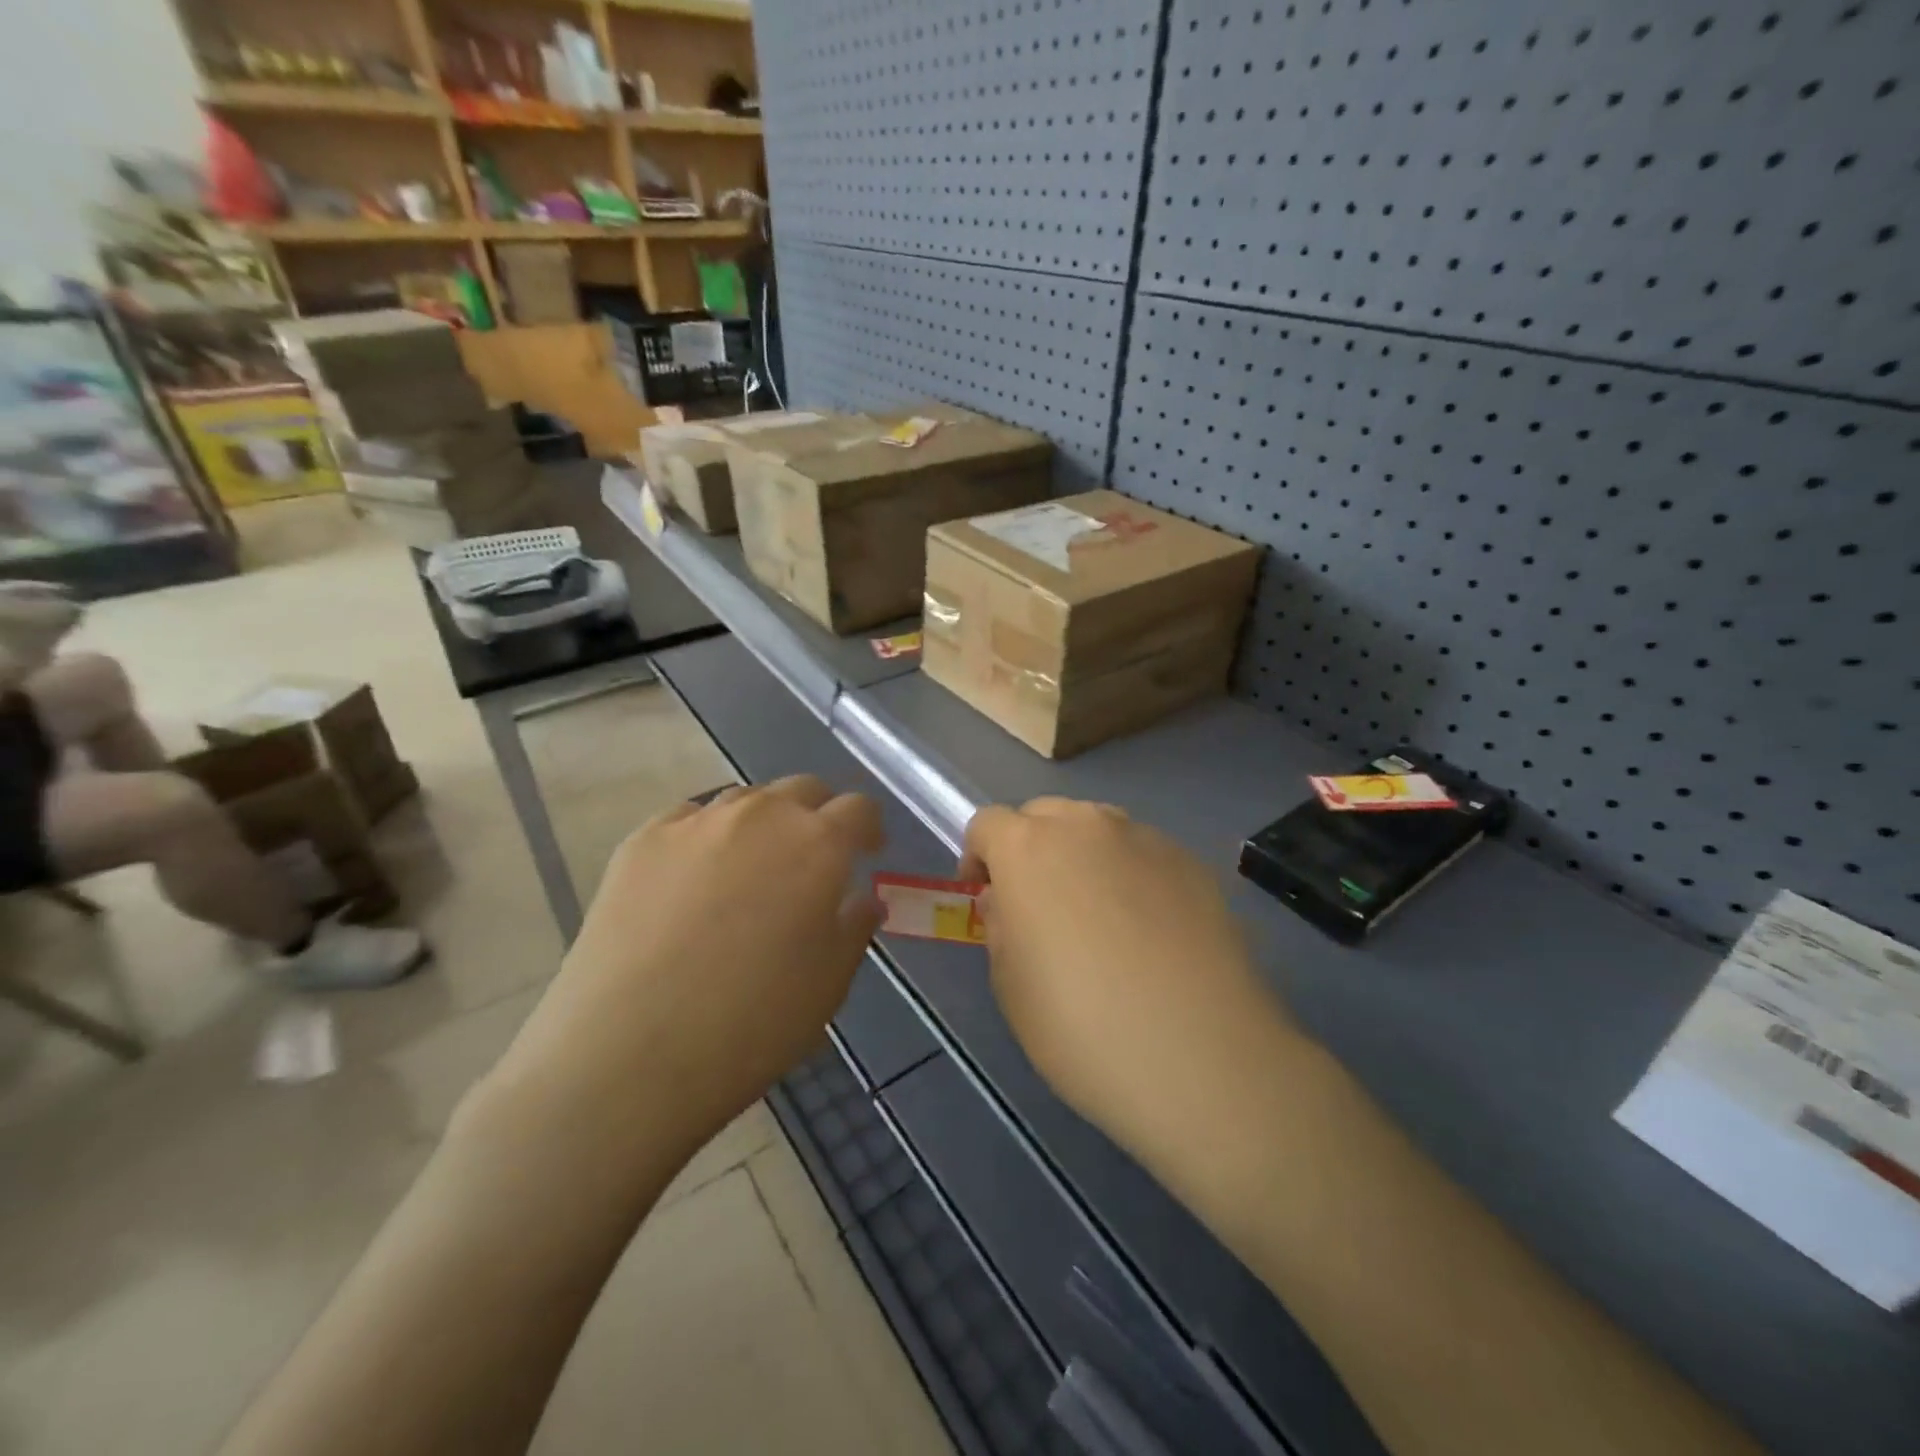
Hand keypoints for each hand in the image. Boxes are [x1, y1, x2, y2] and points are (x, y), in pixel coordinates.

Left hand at [484, 775, 884, 1156]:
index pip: (859, 808)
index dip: (869, 827)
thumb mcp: (828, 985)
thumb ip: (853, 929)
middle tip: (813, 858)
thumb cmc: (750, 1024)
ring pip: (745, 800)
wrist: (626, 1054)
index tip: (867, 852)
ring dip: (763, 823)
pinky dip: (706, 837)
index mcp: (817, 845)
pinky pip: (688, 820)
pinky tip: (694, 878)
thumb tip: (863, 900)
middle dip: (818, 815)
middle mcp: (760, 816)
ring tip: (751, 869)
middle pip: (802, 790)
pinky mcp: (642, 840)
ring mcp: (695, 822)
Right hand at [960, 798, 1304, 1153]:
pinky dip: (1134, 878)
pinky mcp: (1193, 864)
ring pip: (1099, 830)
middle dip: (1031, 850)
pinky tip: (1152, 934)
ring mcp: (1147, 840)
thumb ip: (1001, 927)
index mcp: (1028, 848)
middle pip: (1045, 816)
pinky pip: (1145, 856)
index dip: (979, 858)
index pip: (987, 823)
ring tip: (1100, 918)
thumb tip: (1011, 903)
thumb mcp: (1011, 986)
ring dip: (1084, 857)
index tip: (987, 898)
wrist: (1201, 1057)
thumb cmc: (1082, 1026)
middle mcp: (1087, 826)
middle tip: (1040, 906)